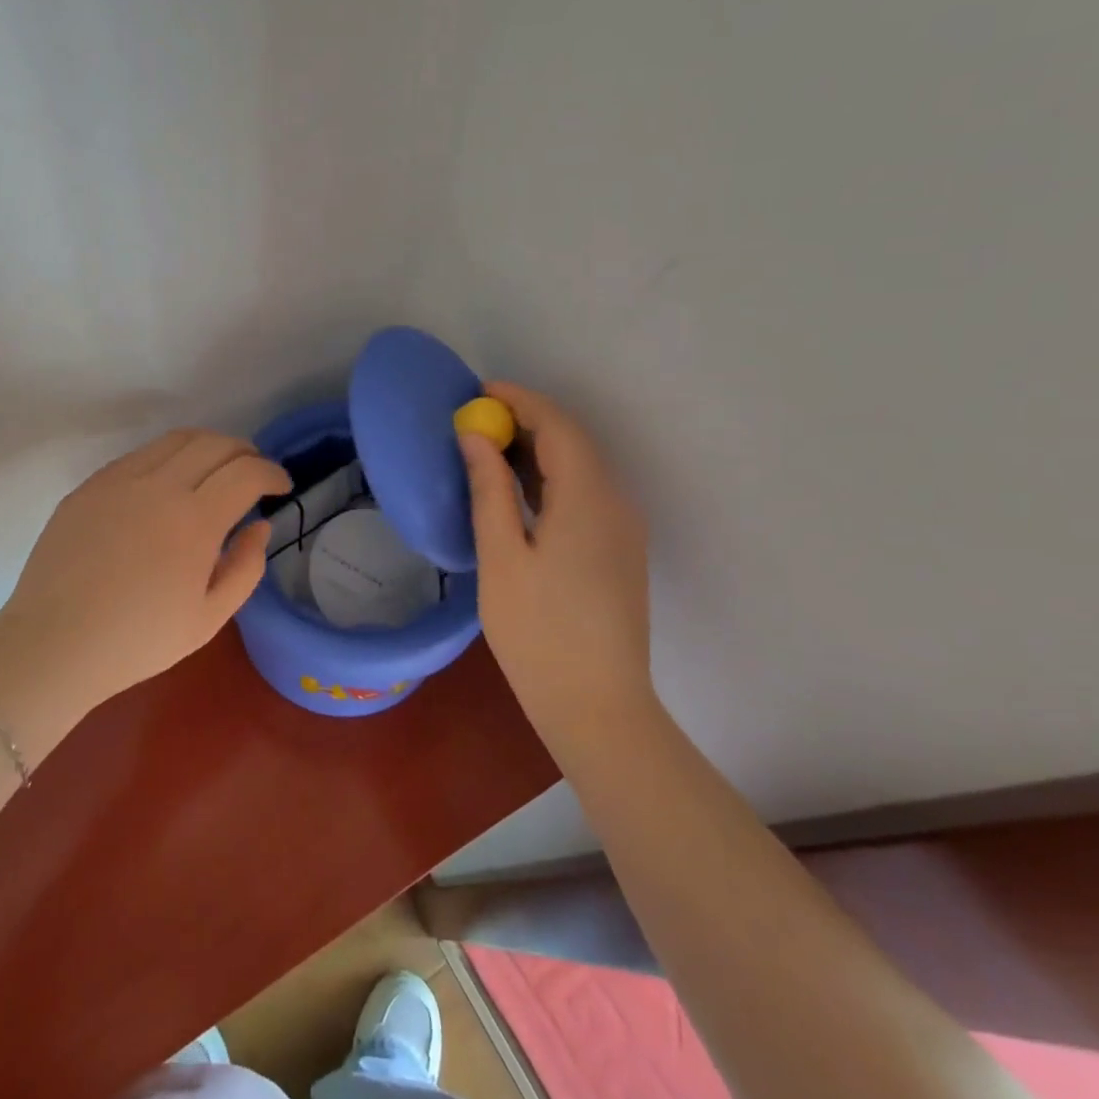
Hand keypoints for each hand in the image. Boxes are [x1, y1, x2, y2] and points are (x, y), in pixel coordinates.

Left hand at [0, 430, 290, 742]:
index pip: (246, 472)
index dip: (272, 472)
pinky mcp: (90, 486)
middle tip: (253, 471)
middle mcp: (159, 486)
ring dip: (207, 446)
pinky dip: (167, 457)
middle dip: (245, 451)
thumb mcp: (209, 618)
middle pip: (215, 444)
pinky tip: (167, 482)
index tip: (281, 486)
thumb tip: (259, 525)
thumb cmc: (138, 641)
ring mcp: (119, 481)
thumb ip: (246, 567)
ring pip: (175, 440)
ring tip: (215, 467)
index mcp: (195, 520)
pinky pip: (139, 456)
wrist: (54, 645)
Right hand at [459, 383, 653, 727]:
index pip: (558, 426)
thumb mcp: (501, 556)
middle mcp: (616, 502)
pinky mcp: (619, 550)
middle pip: (573, 442)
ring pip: (581, 467)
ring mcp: (623, 528)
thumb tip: (475, 437)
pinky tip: (518, 491)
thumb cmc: (539, 632)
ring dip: (538, 450)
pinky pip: (586, 494)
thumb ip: (490, 489)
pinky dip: (551, 478)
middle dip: (526, 421)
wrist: (598, 706)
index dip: (519, 400)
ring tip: (487, 449)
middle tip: (475, 420)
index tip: (478, 392)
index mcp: (589, 498)